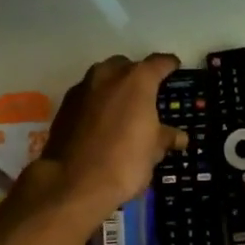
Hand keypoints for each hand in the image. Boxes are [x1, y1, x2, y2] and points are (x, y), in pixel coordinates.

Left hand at [31, 54, 188, 219]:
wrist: (73, 182)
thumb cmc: (124, 162)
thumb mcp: (153, 151)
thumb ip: (166, 137)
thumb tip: (180, 137)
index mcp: (137, 80)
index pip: (159, 63)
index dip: (169, 65)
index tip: (174, 67)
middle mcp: (108, 75)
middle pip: (127, 66)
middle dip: (137, 76)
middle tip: (146, 94)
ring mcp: (83, 88)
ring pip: (103, 78)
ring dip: (114, 87)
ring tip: (123, 108)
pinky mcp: (65, 105)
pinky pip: (87, 95)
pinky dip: (97, 103)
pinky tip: (101, 122)